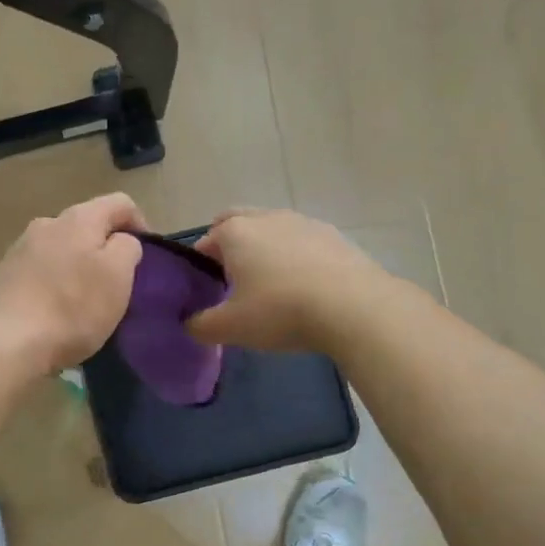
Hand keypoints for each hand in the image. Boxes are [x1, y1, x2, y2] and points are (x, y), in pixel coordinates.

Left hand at [0, 193, 148, 374]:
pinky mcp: (3, 275)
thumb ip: (127, 248)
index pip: (120, 203)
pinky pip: (40, 269)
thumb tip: (120, 241)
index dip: (140, 223)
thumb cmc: (72, 308)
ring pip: (62, 247)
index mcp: (78, 218)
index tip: (147, 257)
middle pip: (87, 224)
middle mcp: (46, 223)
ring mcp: (20, 248)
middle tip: (118, 281)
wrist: (6, 343)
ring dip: (78, 264)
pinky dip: (55, 281)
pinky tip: (56, 309)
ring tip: (86, 298)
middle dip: (105, 247)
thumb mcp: (118, 277)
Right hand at [186, 209, 386, 352]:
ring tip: (272, 285)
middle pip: (235, 222)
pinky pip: (302, 241)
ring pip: (271, 229)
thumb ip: (200, 325)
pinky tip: (305, 285)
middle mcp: (266, 217)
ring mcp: (303, 222)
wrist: (355, 308)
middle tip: (234, 281)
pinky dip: (296, 256)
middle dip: (229, 246)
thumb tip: (189, 323)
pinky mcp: (333, 235)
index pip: (204, 243)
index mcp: (234, 232)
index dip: (200, 268)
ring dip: (264, 248)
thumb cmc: (281, 311)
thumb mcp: (231, 327)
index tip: (209, 294)